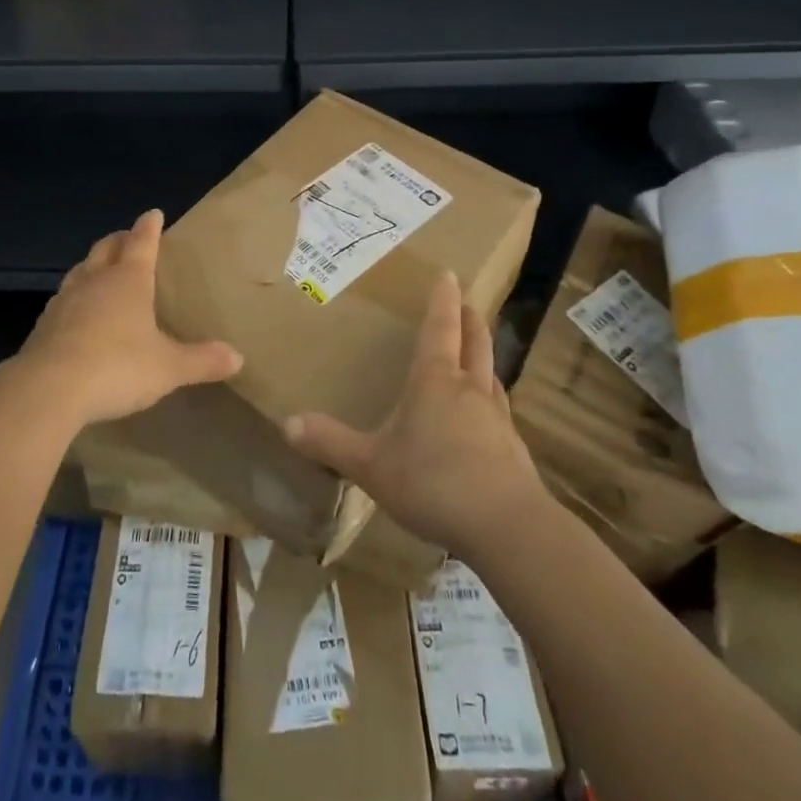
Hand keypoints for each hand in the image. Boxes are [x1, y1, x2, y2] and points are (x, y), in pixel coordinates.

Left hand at [11, 209, 242, 427]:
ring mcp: (65, 301)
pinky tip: (76, 312)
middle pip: (106, 249)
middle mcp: (95, 281)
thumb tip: (238, 357)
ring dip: (92, 265)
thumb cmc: (117, 366)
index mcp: (129, 280)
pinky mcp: (44, 325)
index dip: (149, 227)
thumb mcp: (168, 367)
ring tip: (100, 268)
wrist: (49, 389)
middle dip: (119, 240)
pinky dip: (74, 297)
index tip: (154, 213)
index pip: (142, 243)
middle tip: (128, 237)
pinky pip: (63, 300)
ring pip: (80, 271)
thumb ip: (201, 360)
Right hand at [284, 271, 545, 555]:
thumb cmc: (432, 481)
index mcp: (435, 380)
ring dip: (484, 358)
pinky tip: (485, 420)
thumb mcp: (370, 465)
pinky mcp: (513, 450)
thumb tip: (287, 423)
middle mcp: (469, 389)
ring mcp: (497, 419)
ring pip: (491, 376)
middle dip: (471, 320)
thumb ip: (330, 443)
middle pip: (475, 343)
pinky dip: (491, 402)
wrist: (506, 526)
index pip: (440, 328)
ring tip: (478, 356)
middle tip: (470, 302)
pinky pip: (499, 413)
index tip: (451, 274)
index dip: (443, 300)